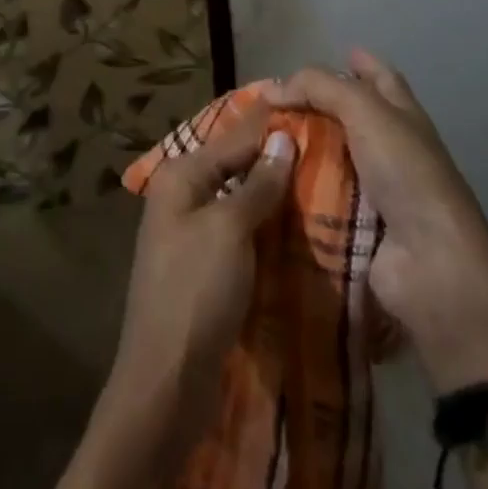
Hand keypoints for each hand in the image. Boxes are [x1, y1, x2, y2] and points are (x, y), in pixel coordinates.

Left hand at [112, 100, 295, 410]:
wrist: (166, 382)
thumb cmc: (195, 290)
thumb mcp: (229, 229)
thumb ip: (257, 184)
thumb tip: (283, 138)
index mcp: (180, 178)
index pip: (231, 138)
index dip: (267, 125)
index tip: (306, 106)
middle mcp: (181, 198)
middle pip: (233, 168)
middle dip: (272, 159)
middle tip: (321, 145)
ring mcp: (191, 236)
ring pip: (239, 203)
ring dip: (272, 196)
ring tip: (319, 180)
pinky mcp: (205, 271)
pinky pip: (240, 236)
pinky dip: (266, 229)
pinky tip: (298, 228)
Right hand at [271, 51, 487, 390]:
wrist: (430, 265)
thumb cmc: (406, 173)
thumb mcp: (365, 110)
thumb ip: (318, 86)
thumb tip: (272, 90)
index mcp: (402, 116)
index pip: (379, 77)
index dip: (358, 62)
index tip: (328, 55)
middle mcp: (389, 148)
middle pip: (346, 117)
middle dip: (311, 108)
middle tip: (265, 105)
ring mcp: (372, 190)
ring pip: (326, 158)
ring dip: (295, 151)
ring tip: (251, 142)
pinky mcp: (353, 226)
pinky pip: (316, 199)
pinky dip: (292, 191)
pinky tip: (260, 182)